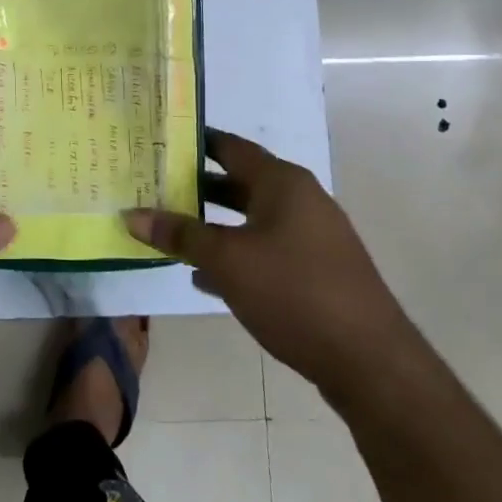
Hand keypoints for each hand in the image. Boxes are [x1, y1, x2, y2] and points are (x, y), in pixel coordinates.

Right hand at [124, 130, 410, 397]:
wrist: (369, 361)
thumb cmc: (293, 292)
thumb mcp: (227, 261)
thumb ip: (179, 235)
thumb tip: (132, 214)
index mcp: (282, 183)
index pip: (231, 147)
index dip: (195, 142)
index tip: (159, 141)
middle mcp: (300, 200)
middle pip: (240, 183)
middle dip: (197, 187)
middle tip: (154, 186)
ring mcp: (312, 237)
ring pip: (251, 219)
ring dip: (213, 225)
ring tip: (170, 230)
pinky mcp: (316, 271)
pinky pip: (265, 250)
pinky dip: (235, 254)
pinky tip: (205, 277)